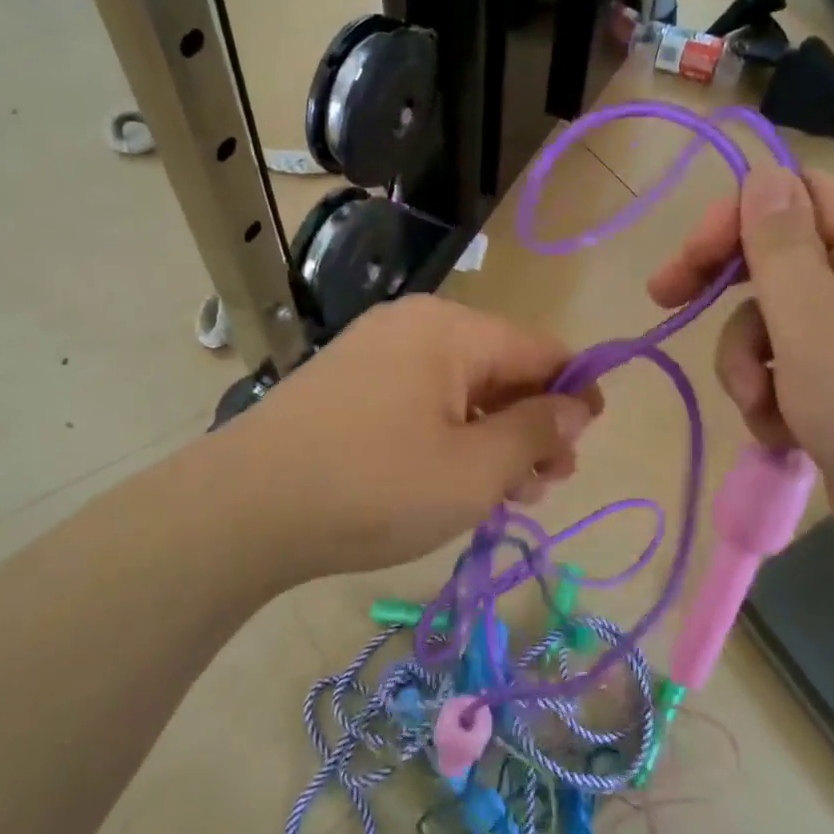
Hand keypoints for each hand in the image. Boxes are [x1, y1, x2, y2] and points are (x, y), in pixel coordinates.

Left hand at [219, 294, 600, 576]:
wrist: (244, 508)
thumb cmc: (375, 486)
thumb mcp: (474, 470)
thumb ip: (536, 431)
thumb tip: (577, 405)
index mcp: (453, 329)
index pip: (541, 349)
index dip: (576, 392)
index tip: (589, 440)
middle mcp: (416, 325)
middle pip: (500, 368)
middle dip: (532, 424)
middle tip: (545, 484)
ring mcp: (376, 351)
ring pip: (461, 388)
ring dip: (492, 436)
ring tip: (506, 493)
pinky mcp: (349, 383)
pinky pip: (421, 399)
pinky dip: (450, 435)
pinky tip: (454, 478)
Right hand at [648, 166, 833, 603]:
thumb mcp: (819, 325)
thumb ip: (780, 247)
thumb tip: (761, 174)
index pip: (797, 197)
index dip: (735, 218)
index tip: (686, 262)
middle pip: (774, 261)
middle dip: (726, 293)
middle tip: (667, 303)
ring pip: (768, 327)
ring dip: (747, 366)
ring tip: (764, 409)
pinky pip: (781, 376)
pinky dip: (770, 403)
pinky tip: (784, 437)